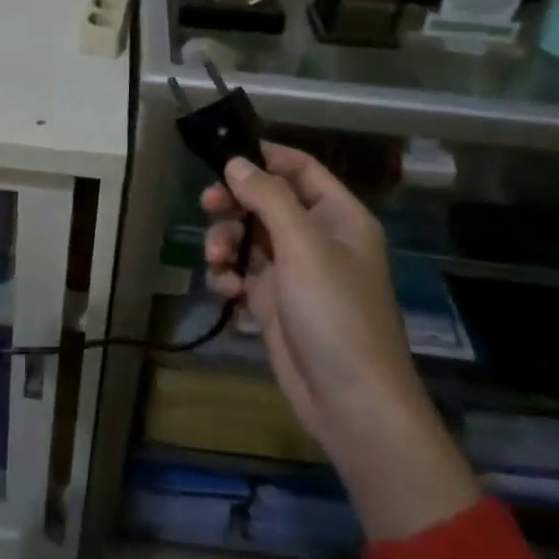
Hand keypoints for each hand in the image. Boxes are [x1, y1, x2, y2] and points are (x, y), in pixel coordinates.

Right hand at [203, 142, 478, 541]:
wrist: (351, 404)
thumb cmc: (335, 313)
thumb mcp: (303, 246)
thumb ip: (268, 197)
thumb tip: (236, 162)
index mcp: (338, 216)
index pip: (301, 168)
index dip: (265, 156)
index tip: (225, 155)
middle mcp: (317, 238)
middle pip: (267, 200)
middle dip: (234, 201)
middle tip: (206, 204)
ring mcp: (295, 272)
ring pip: (249, 236)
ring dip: (225, 241)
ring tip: (217, 261)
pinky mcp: (275, 303)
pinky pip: (242, 273)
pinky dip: (228, 275)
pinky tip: (225, 289)